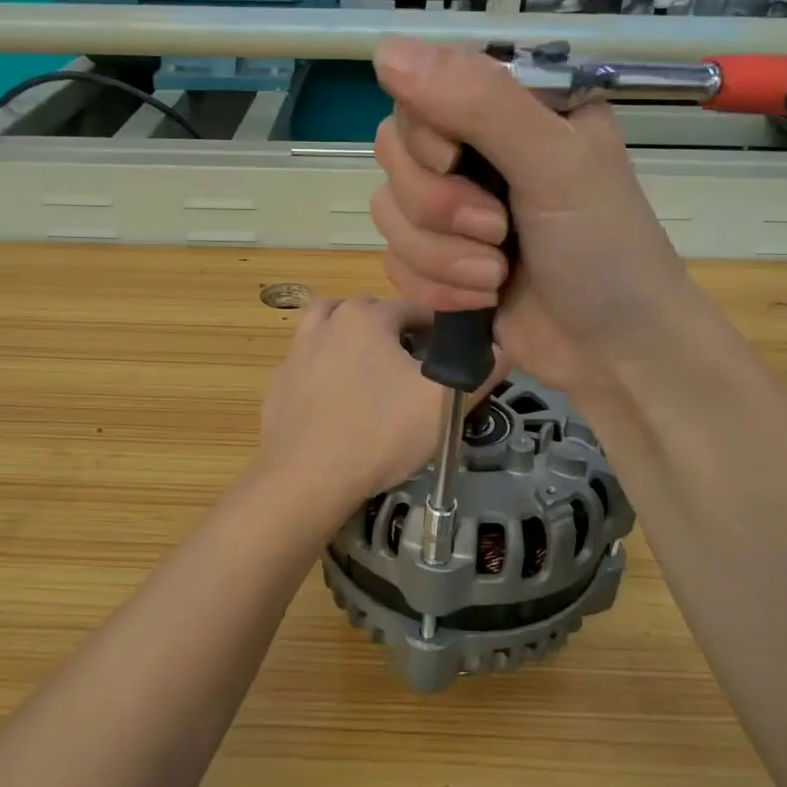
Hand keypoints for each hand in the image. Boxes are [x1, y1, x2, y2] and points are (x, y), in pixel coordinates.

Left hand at [256, 296, 497, 514]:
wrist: (306, 478)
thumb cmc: (380, 434)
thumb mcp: (443, 405)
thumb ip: (481, 371)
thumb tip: (507, 348)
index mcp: (366, 318)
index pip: (413, 308)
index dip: (437, 329)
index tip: (449, 355)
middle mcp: (326, 323)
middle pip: (369, 314)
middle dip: (394, 332)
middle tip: (413, 369)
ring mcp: (296, 352)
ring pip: (330, 329)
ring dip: (352, 340)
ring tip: (371, 373)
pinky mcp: (279, 383)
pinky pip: (309, 363)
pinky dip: (325, 369)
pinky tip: (339, 402)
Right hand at [370, 38, 699, 407]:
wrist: (614, 352)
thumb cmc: (604, 249)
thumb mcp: (556, 164)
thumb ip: (481, 103)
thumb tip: (387, 52)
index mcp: (513, 107)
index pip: (422, 89)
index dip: (425, 133)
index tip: (456, 163)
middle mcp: (478, 149)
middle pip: (395, 153)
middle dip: (439, 207)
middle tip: (498, 231)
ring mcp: (455, 208)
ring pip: (390, 212)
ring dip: (441, 256)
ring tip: (496, 276)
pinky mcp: (440, 260)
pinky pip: (394, 260)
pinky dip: (435, 287)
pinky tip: (481, 299)